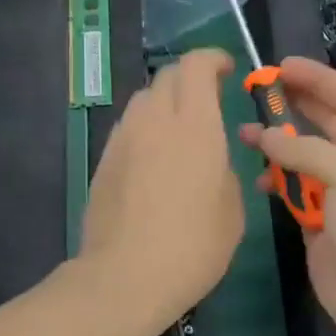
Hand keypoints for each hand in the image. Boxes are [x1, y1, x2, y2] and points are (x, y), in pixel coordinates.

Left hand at [78, 48, 244, 335]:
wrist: (125, 277)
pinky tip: (154, 159)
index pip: (196, 66)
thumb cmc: (193, 247)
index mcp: (196, 127)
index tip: (226, 69)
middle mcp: (155, 121)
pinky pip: (128, 128)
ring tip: (180, 129)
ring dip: (164, 102)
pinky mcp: (104, 161)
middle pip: (167, 76)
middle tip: (208, 99)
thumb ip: (225, 172)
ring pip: (143, 100)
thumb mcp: (232, 212)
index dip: (212, 58)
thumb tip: (212, 162)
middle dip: (190, 78)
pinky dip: (145, 128)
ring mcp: (124, 139)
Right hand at [239, 56, 335, 335]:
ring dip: (279, 145)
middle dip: (294, 106)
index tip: (283, 65)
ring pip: (305, 156)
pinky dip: (277, 181)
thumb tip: (264, 136)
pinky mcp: (320, 218)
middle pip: (326, 122)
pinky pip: (295, 189)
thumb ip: (305, 151)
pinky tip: (258, 177)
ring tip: (246, 133)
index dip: (318, 79)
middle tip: (257, 90)